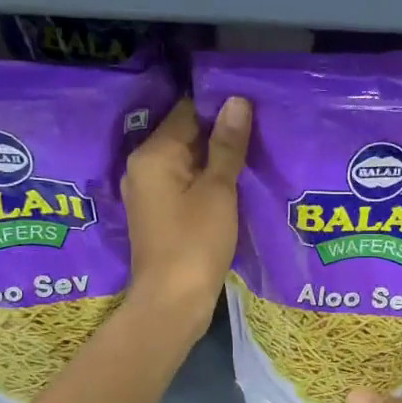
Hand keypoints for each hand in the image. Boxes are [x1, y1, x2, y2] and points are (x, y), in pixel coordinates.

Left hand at [122, 95, 250, 319]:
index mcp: (153, 154)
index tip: (253, 106)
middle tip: (259, 129)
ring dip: (213, 158)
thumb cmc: (196, 242)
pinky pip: (182, 183)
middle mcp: (142, 166)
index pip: (187, 111)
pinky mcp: (156, 213)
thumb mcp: (219, 190)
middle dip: (218, 132)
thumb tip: (237, 101)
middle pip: (184, 135)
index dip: (220, 107)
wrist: (173, 301)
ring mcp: (147, 191)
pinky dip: (204, 180)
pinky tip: (232, 183)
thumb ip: (227, 145)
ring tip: (252, 152)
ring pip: (185, 161)